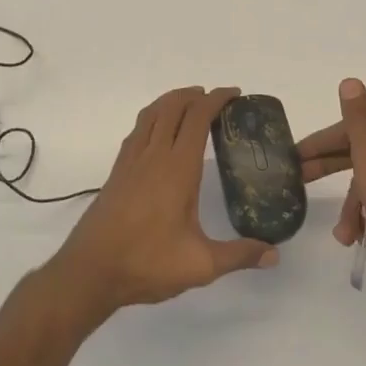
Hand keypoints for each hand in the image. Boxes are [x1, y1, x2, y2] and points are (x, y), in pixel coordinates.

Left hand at [51, 86, 277, 317]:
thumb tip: (274, 254)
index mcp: (177, 168)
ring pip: (150, 115)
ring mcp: (131, 162)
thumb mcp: (201, 265)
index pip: (197, 118)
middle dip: (195, 95)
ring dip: (171, 102)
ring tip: (188, 104)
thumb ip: (239, 255)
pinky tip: (157, 135)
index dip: (216, 100)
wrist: (90, 271)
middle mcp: (153, 156)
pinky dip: (152, 119)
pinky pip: (136, 131)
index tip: (233, 94)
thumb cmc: (147, 263)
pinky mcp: (117, 173)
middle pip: (172, 107)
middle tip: (215, 98)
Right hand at [296, 78, 365, 304]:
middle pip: (358, 154)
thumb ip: (357, 118)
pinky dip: (364, 219)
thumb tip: (350, 81)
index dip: (323, 141)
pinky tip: (354, 237)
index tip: (296, 155)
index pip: (354, 128)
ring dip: (350, 207)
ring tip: (342, 232)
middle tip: (299, 178)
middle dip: (330, 170)